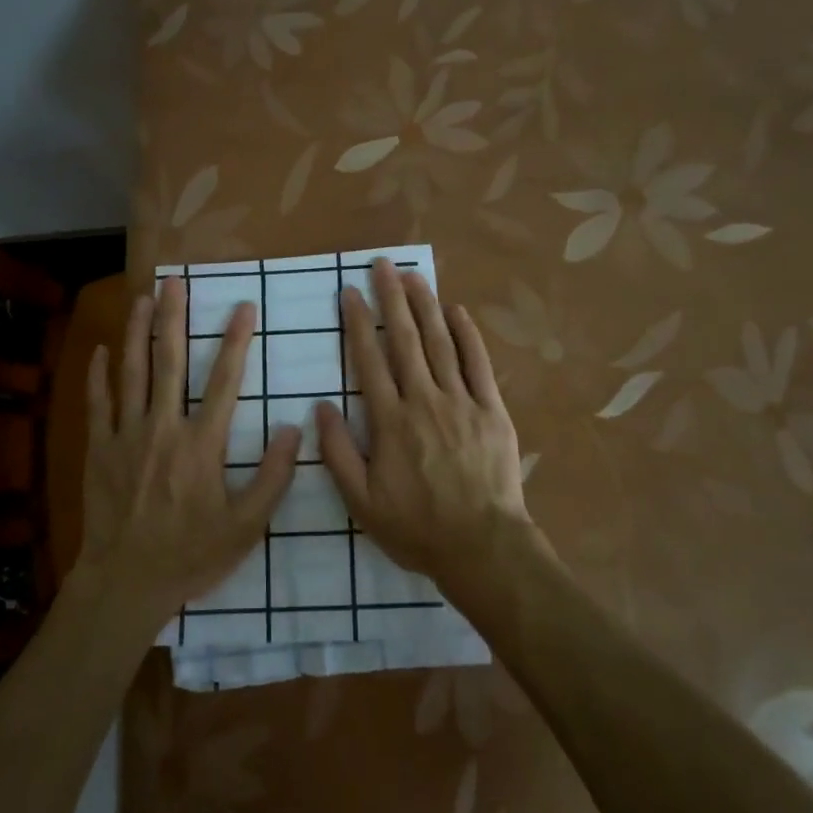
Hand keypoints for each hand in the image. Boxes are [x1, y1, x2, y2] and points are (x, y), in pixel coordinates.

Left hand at [80, 277, 298, 620]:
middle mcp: (163, 428)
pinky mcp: (99, 449)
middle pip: (169, 361)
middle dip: (174, 317)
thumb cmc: (191, 554)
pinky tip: (100, 350)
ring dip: (136, 332)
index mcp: (202, 444)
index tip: (244, 307)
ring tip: (142, 298)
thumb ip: (273, 477)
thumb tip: (295, 429)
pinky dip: (98, 374)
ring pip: (131, 372)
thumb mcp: (246, 526)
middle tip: (175, 282)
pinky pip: (97, 403)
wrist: (126, 582)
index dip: (237, 341)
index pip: (225, 381)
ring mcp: (126, 436)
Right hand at [315, 259, 532, 585]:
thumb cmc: (417, 528)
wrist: (482, 547)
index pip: (370, 361)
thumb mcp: (362, 502)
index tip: (350, 293)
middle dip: (391, 299)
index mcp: (390, 421)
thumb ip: (338, 453)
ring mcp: (461, 402)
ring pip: (440, 343)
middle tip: (382, 265)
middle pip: (405, 340)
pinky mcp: (492, 410)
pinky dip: (468, 335)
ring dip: (425, 306)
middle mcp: (424, 401)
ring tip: (413, 276)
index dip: (359, 324)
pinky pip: (478, 364)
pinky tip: (457, 311)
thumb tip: (320, 408)